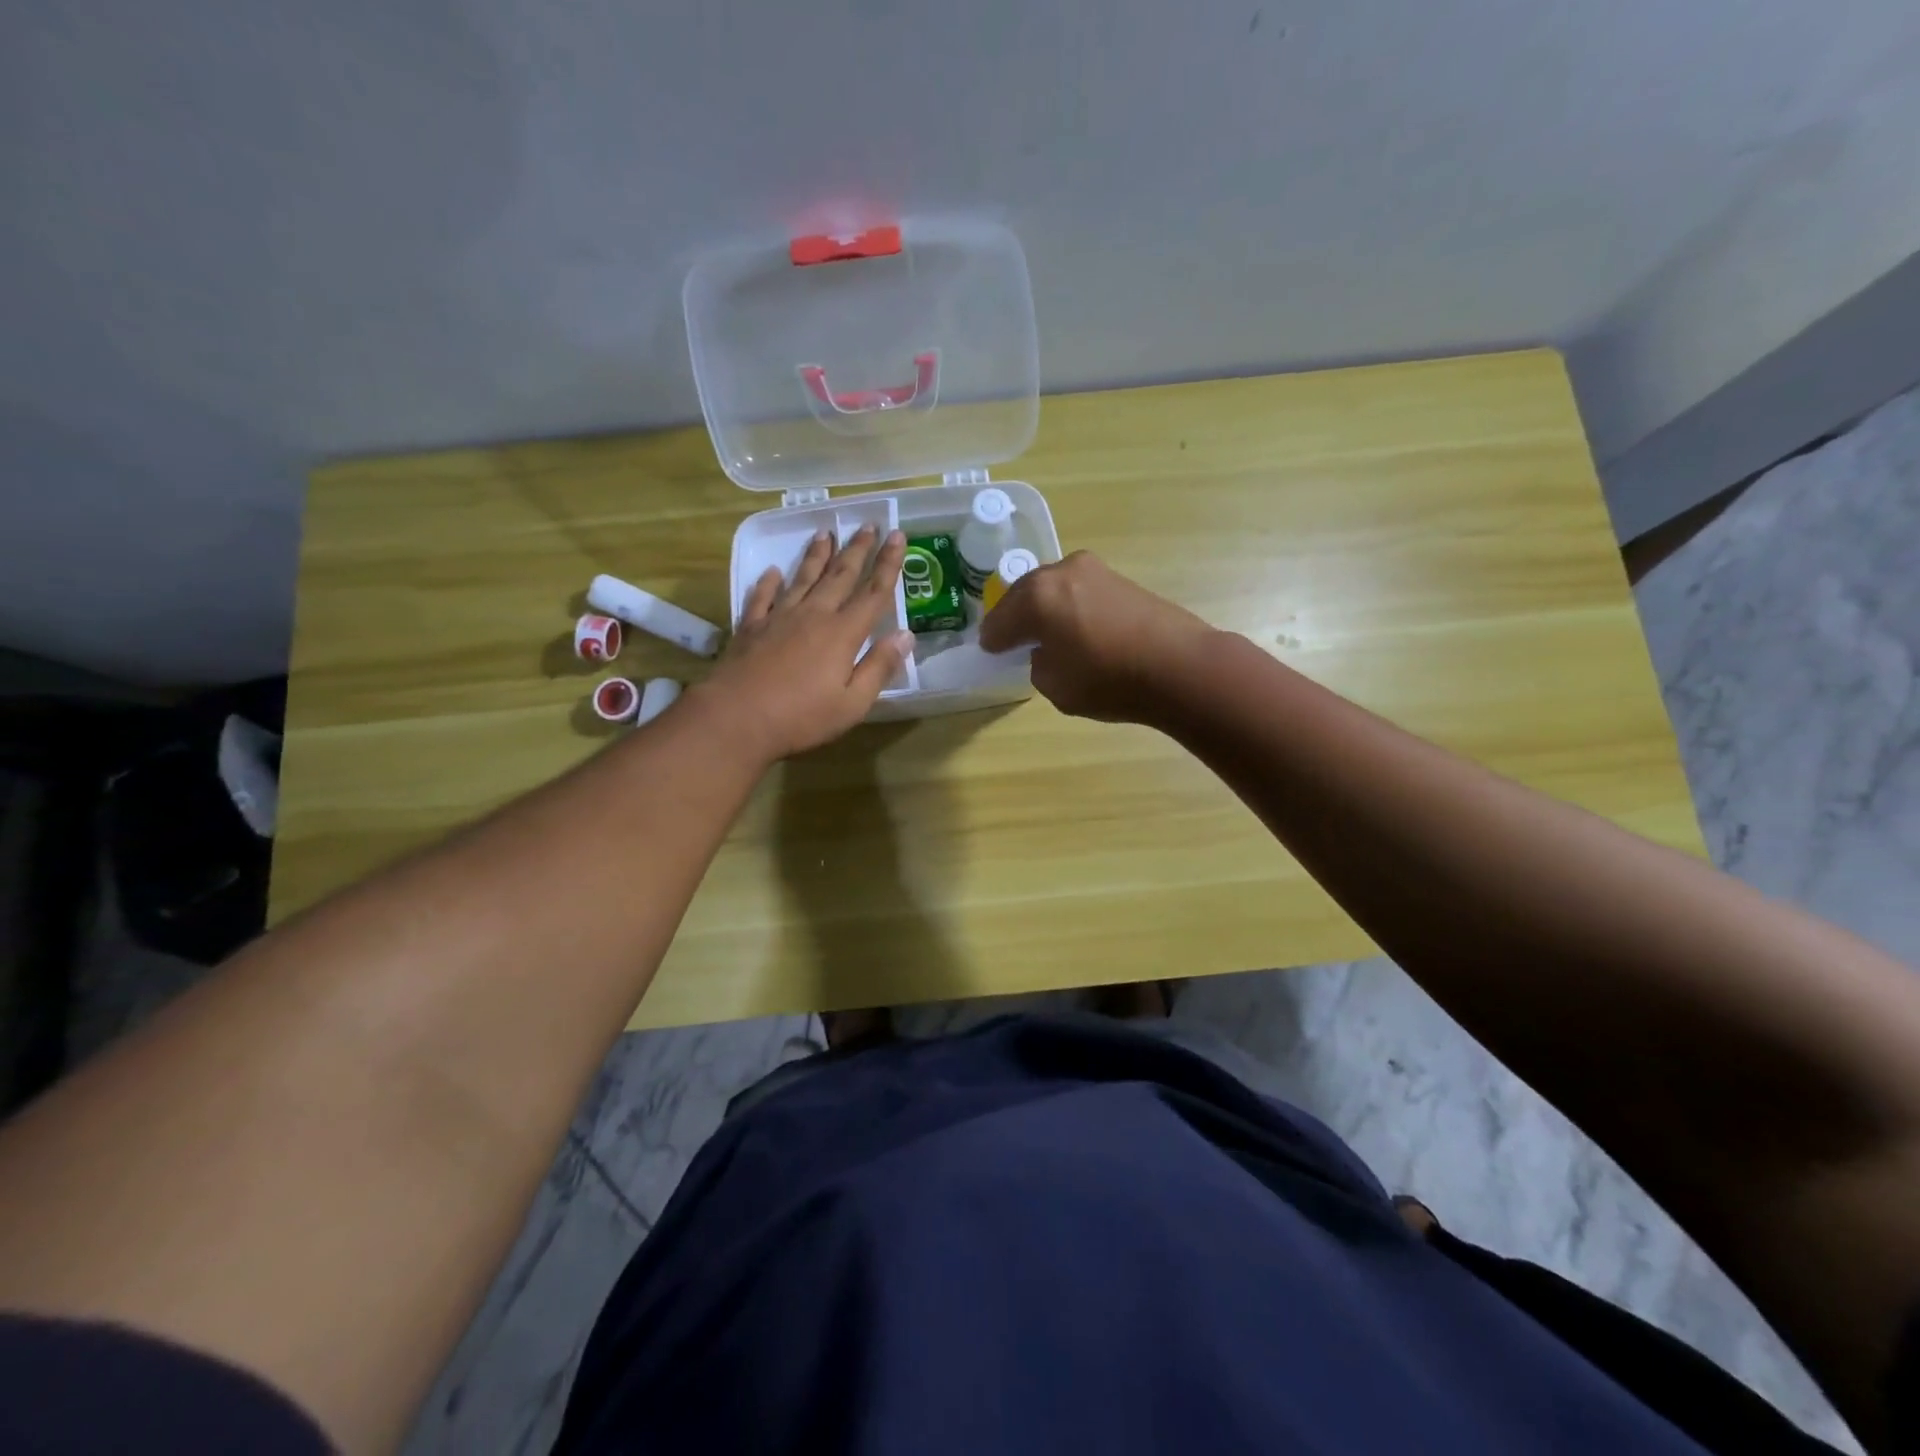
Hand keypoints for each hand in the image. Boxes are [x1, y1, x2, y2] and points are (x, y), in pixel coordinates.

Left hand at [696, 525, 912, 760]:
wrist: (736, 718)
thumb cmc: (801, 717)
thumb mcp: (853, 702)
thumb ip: (879, 667)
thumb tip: (906, 635)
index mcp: (843, 634)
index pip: (873, 593)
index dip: (888, 564)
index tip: (898, 536)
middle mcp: (814, 615)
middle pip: (840, 576)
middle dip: (857, 549)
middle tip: (867, 525)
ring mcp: (779, 618)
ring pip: (803, 578)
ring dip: (817, 556)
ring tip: (825, 534)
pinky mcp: (751, 627)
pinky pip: (762, 597)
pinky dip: (768, 582)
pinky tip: (772, 572)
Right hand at [977, 550, 1211, 722]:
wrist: (1180, 667)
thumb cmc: (1109, 680)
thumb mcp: (1056, 687)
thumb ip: (1039, 664)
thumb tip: (1048, 650)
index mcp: (1037, 597)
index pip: (1000, 620)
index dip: (992, 640)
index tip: (989, 651)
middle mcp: (1060, 572)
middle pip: (1024, 595)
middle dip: (1015, 617)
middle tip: (1011, 639)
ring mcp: (1093, 571)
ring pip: (1053, 589)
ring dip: (1044, 608)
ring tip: (1046, 634)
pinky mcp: (1119, 578)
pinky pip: (1078, 591)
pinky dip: (1069, 607)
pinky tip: (1077, 628)